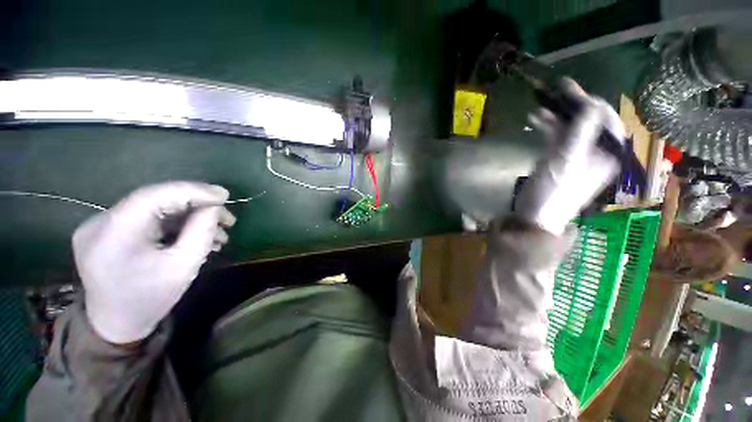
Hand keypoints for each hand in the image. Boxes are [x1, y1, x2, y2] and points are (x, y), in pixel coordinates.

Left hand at [72, 182, 235, 343]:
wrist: (116, 326)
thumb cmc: (150, 300)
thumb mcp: (184, 266)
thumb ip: (201, 231)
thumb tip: (214, 207)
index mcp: (114, 233)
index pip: (156, 195)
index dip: (194, 191)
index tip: (225, 196)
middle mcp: (100, 222)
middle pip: (156, 199)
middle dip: (196, 206)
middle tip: (226, 218)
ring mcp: (100, 226)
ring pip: (154, 208)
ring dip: (188, 216)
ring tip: (217, 232)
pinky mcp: (107, 231)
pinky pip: (146, 218)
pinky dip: (174, 223)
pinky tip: (194, 234)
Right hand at [514, 79, 624, 234]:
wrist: (535, 216)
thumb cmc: (554, 191)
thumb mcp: (568, 160)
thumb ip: (581, 131)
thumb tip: (592, 103)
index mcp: (609, 153)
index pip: (606, 119)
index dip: (590, 102)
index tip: (570, 90)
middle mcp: (598, 152)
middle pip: (589, 121)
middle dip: (572, 105)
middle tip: (556, 88)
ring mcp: (578, 156)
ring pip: (571, 128)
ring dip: (557, 116)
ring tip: (541, 106)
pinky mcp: (560, 160)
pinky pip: (558, 138)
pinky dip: (548, 129)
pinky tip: (536, 120)